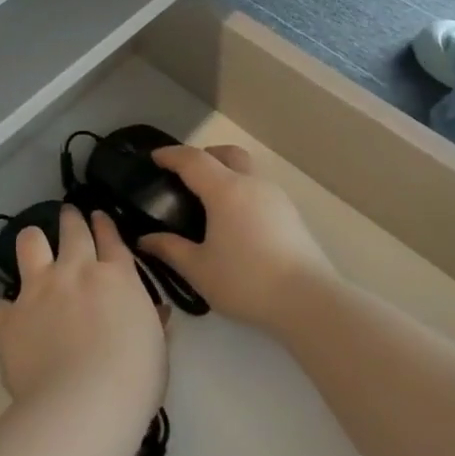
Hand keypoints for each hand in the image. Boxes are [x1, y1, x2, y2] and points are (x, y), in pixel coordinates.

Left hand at [0, 206, 166, 426]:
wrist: (82, 405)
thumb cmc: (133, 381)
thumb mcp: (156, 349)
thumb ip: (151, 322)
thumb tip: (155, 312)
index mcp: (116, 277)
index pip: (110, 237)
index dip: (104, 223)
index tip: (99, 217)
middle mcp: (75, 271)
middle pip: (72, 229)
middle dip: (71, 219)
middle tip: (69, 216)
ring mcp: (38, 289)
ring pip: (30, 242)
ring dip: (33, 241)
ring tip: (34, 245)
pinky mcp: (10, 316)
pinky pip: (2, 302)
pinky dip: (8, 308)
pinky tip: (13, 319)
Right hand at [139, 145, 335, 333]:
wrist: (309, 301)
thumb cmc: (246, 281)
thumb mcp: (199, 270)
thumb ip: (170, 250)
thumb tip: (146, 239)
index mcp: (226, 190)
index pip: (193, 160)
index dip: (171, 155)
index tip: (154, 157)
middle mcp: (252, 184)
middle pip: (227, 154)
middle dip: (204, 156)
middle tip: (186, 175)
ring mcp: (276, 197)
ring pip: (247, 170)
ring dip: (226, 172)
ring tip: (210, 200)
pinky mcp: (291, 215)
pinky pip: (259, 189)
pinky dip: (242, 191)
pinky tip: (235, 220)